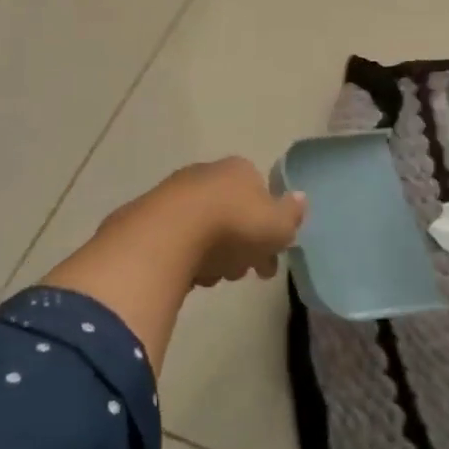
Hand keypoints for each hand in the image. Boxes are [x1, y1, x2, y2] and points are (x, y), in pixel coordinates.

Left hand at [103, 157, 307, 289]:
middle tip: (243, 272)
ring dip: (214, 255)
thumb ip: (292, 214)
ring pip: (205, 229)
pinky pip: (178, 241)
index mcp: (239, 170)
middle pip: (232, 213)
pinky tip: (189, 276)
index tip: (270, 259)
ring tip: (214, 277)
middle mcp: (206, 174)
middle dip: (241, 246)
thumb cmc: (233, 226)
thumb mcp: (278, 225)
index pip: (262, 196)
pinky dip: (187, 259)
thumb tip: (300, 198)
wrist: (167, 235)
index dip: (269, 229)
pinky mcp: (148, 218)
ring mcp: (174, 194)